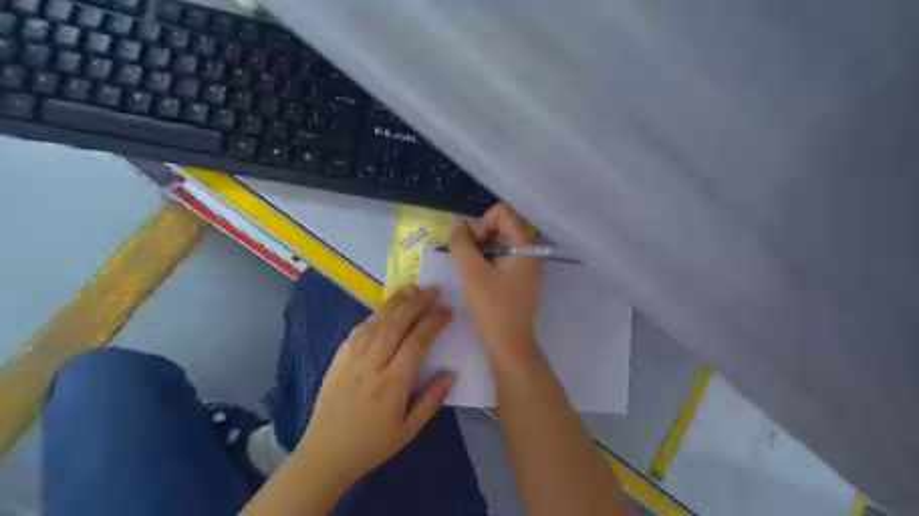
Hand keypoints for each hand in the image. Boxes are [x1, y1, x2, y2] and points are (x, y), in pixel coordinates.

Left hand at [301, 287, 457, 487]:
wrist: (325, 453)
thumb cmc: (372, 444)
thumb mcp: (408, 430)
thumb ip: (431, 400)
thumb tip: (451, 373)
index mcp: (391, 384)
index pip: (416, 343)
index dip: (433, 323)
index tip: (447, 310)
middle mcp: (371, 365)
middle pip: (395, 324)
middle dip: (416, 303)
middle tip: (432, 290)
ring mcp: (351, 359)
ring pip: (375, 322)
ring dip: (394, 302)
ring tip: (410, 289)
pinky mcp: (338, 358)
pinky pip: (358, 330)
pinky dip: (374, 316)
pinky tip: (384, 310)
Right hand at [447, 203, 540, 364]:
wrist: (510, 344)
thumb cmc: (493, 308)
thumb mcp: (473, 273)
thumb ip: (462, 244)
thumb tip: (456, 222)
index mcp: (526, 245)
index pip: (503, 212)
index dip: (483, 223)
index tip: (474, 247)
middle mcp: (530, 250)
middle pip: (503, 224)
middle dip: (482, 235)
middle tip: (470, 259)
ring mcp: (527, 264)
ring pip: (501, 240)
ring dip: (483, 248)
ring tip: (472, 270)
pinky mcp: (520, 276)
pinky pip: (503, 255)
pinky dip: (488, 259)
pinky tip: (479, 277)